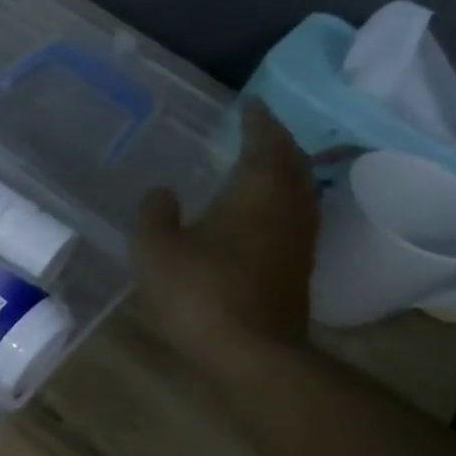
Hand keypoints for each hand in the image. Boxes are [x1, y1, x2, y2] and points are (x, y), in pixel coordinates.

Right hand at [134, 99, 318, 371]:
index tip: (251, 103)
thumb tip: (163, 193)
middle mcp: (288, 206)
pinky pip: (296, 215)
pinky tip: (262, 212)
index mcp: (256, 189)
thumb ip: (154, 213)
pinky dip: (283, 199)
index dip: (258, 119)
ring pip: (300, 189)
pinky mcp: (299, 267)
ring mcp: (300, 239)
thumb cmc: (198, 291)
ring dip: (285, 169)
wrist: (249, 352)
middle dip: (277, 140)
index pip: (265, 140)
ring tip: (263, 163)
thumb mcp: (155, 248)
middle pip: (293, 161)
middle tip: (258, 129)